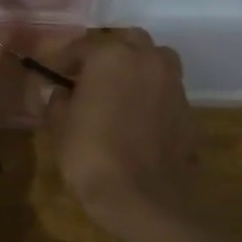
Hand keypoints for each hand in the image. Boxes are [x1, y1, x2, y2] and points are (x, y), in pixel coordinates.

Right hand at [44, 29, 193, 225]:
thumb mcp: (59, 125)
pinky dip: (151, 95)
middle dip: (109, 55)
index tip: (53, 75)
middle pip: (128, 42)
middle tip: (90, 77)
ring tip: (117, 93)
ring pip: (154, 61)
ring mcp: (173, 84)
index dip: (64, 60)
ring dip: (136, 69)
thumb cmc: (91, 155)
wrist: (142, 199)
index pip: (83, 46)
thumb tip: (61, 92)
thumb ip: (58, 99)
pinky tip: (136, 118)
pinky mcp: (188, 110)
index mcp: (112, 56)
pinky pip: (166, 91)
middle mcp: (148, 60)